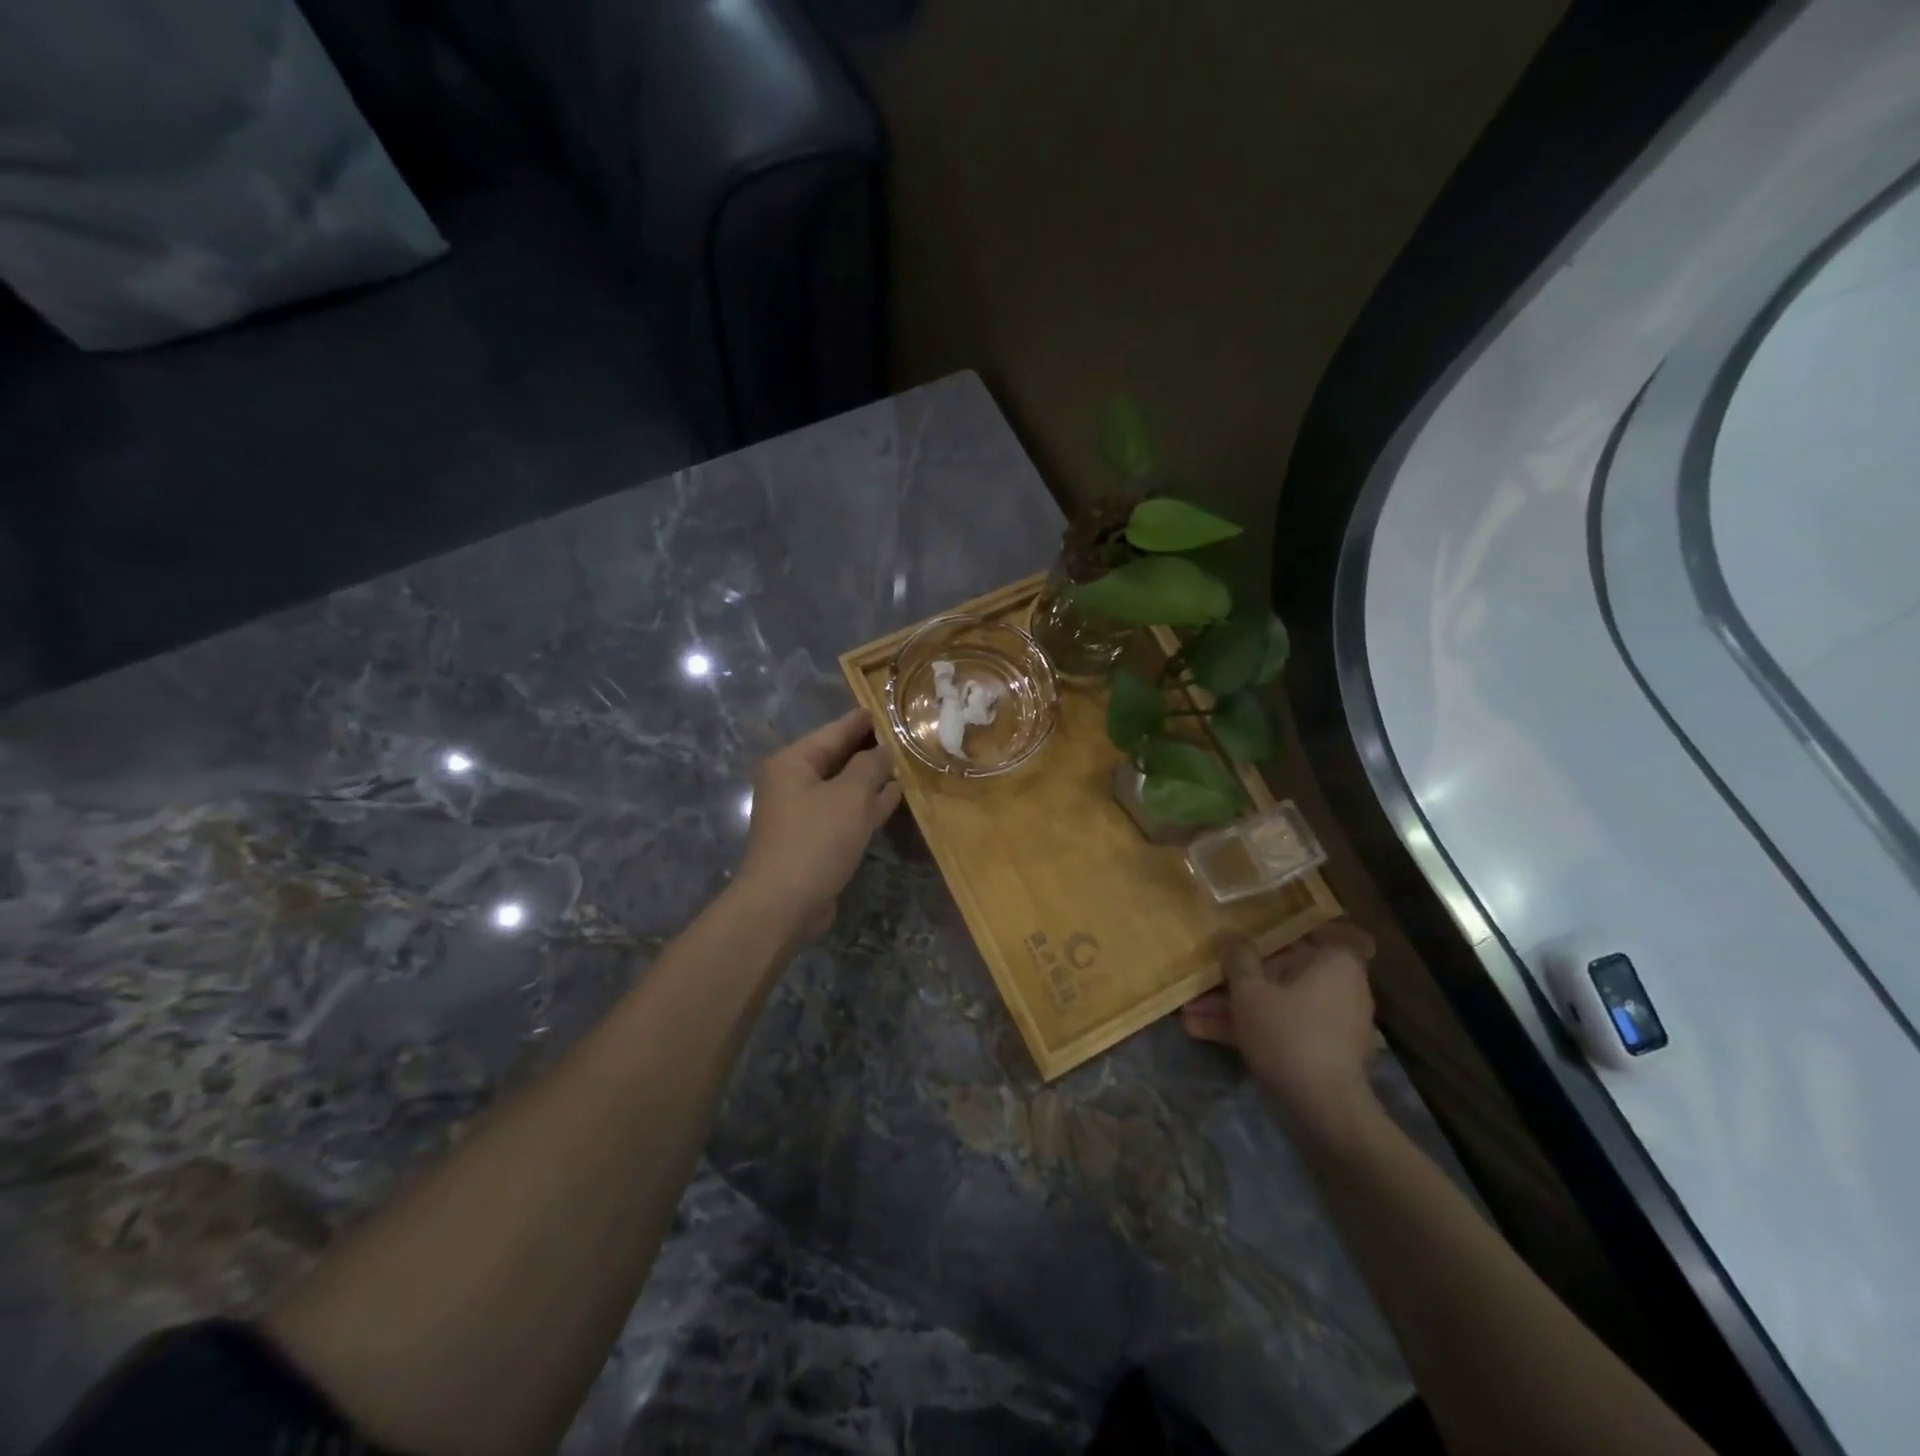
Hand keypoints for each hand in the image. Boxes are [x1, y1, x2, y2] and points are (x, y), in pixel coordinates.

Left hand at [736, 709, 902, 941]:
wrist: (784, 904)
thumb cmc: (816, 840)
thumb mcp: (850, 796)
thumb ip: (870, 766)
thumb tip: (882, 751)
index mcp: (792, 763)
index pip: (832, 732)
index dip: (860, 721)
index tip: (883, 709)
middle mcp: (792, 783)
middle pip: (836, 758)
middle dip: (868, 749)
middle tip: (901, 736)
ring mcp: (802, 813)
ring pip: (843, 786)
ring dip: (870, 778)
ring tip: (903, 764)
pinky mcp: (813, 839)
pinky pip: (844, 812)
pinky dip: (866, 804)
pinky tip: (892, 798)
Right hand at [1181, 922, 1380, 1136]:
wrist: (1322, 1109)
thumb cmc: (1288, 1033)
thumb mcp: (1250, 991)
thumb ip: (1238, 958)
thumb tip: (1231, 934)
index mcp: (1335, 963)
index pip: (1328, 931)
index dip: (1297, 929)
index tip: (1264, 931)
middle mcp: (1340, 987)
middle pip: (1287, 970)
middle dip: (1241, 977)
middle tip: (1206, 978)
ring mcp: (1330, 1022)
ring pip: (1277, 1002)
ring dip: (1235, 1006)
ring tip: (1189, 1011)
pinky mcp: (1319, 1052)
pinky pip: (1281, 1027)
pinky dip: (1249, 1028)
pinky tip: (1201, 1032)